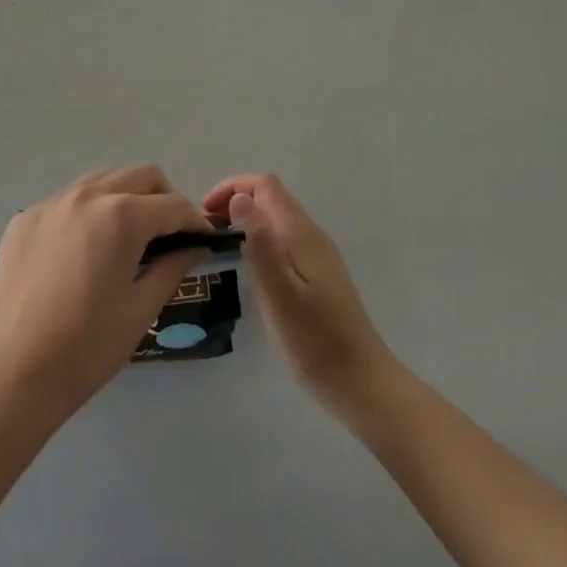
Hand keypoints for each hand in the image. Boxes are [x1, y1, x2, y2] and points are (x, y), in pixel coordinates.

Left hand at [0, 165, 211, 418]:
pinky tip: (84, 250)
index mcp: (122, 216)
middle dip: (164, 199)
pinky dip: (87, 213)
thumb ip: (173, 267)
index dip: (195, 222)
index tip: (204, 240)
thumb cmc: (88, 347)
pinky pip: (68, 200)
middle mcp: (87, 196)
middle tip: (169, 235)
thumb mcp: (141, 308)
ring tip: (127, 236)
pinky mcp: (25, 219)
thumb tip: (194, 247)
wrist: (14, 373)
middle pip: (141, 176)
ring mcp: (52, 203)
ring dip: (125, 197)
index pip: (173, 205)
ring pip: (103, 179)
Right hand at [205, 173, 396, 413]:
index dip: (232, 187)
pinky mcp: (319, 273)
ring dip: (247, 220)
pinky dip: (260, 239)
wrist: (360, 381)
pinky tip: (249, 268)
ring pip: (277, 218)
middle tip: (207, 231)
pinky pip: (284, 238)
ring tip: (220, 246)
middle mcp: (311, 234)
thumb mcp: (278, 292)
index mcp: (300, 233)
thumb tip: (239, 198)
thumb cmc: (314, 340)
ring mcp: (318, 254)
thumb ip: (259, 243)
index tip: (205, 213)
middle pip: (271, 197)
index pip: (264, 185)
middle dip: (236, 201)